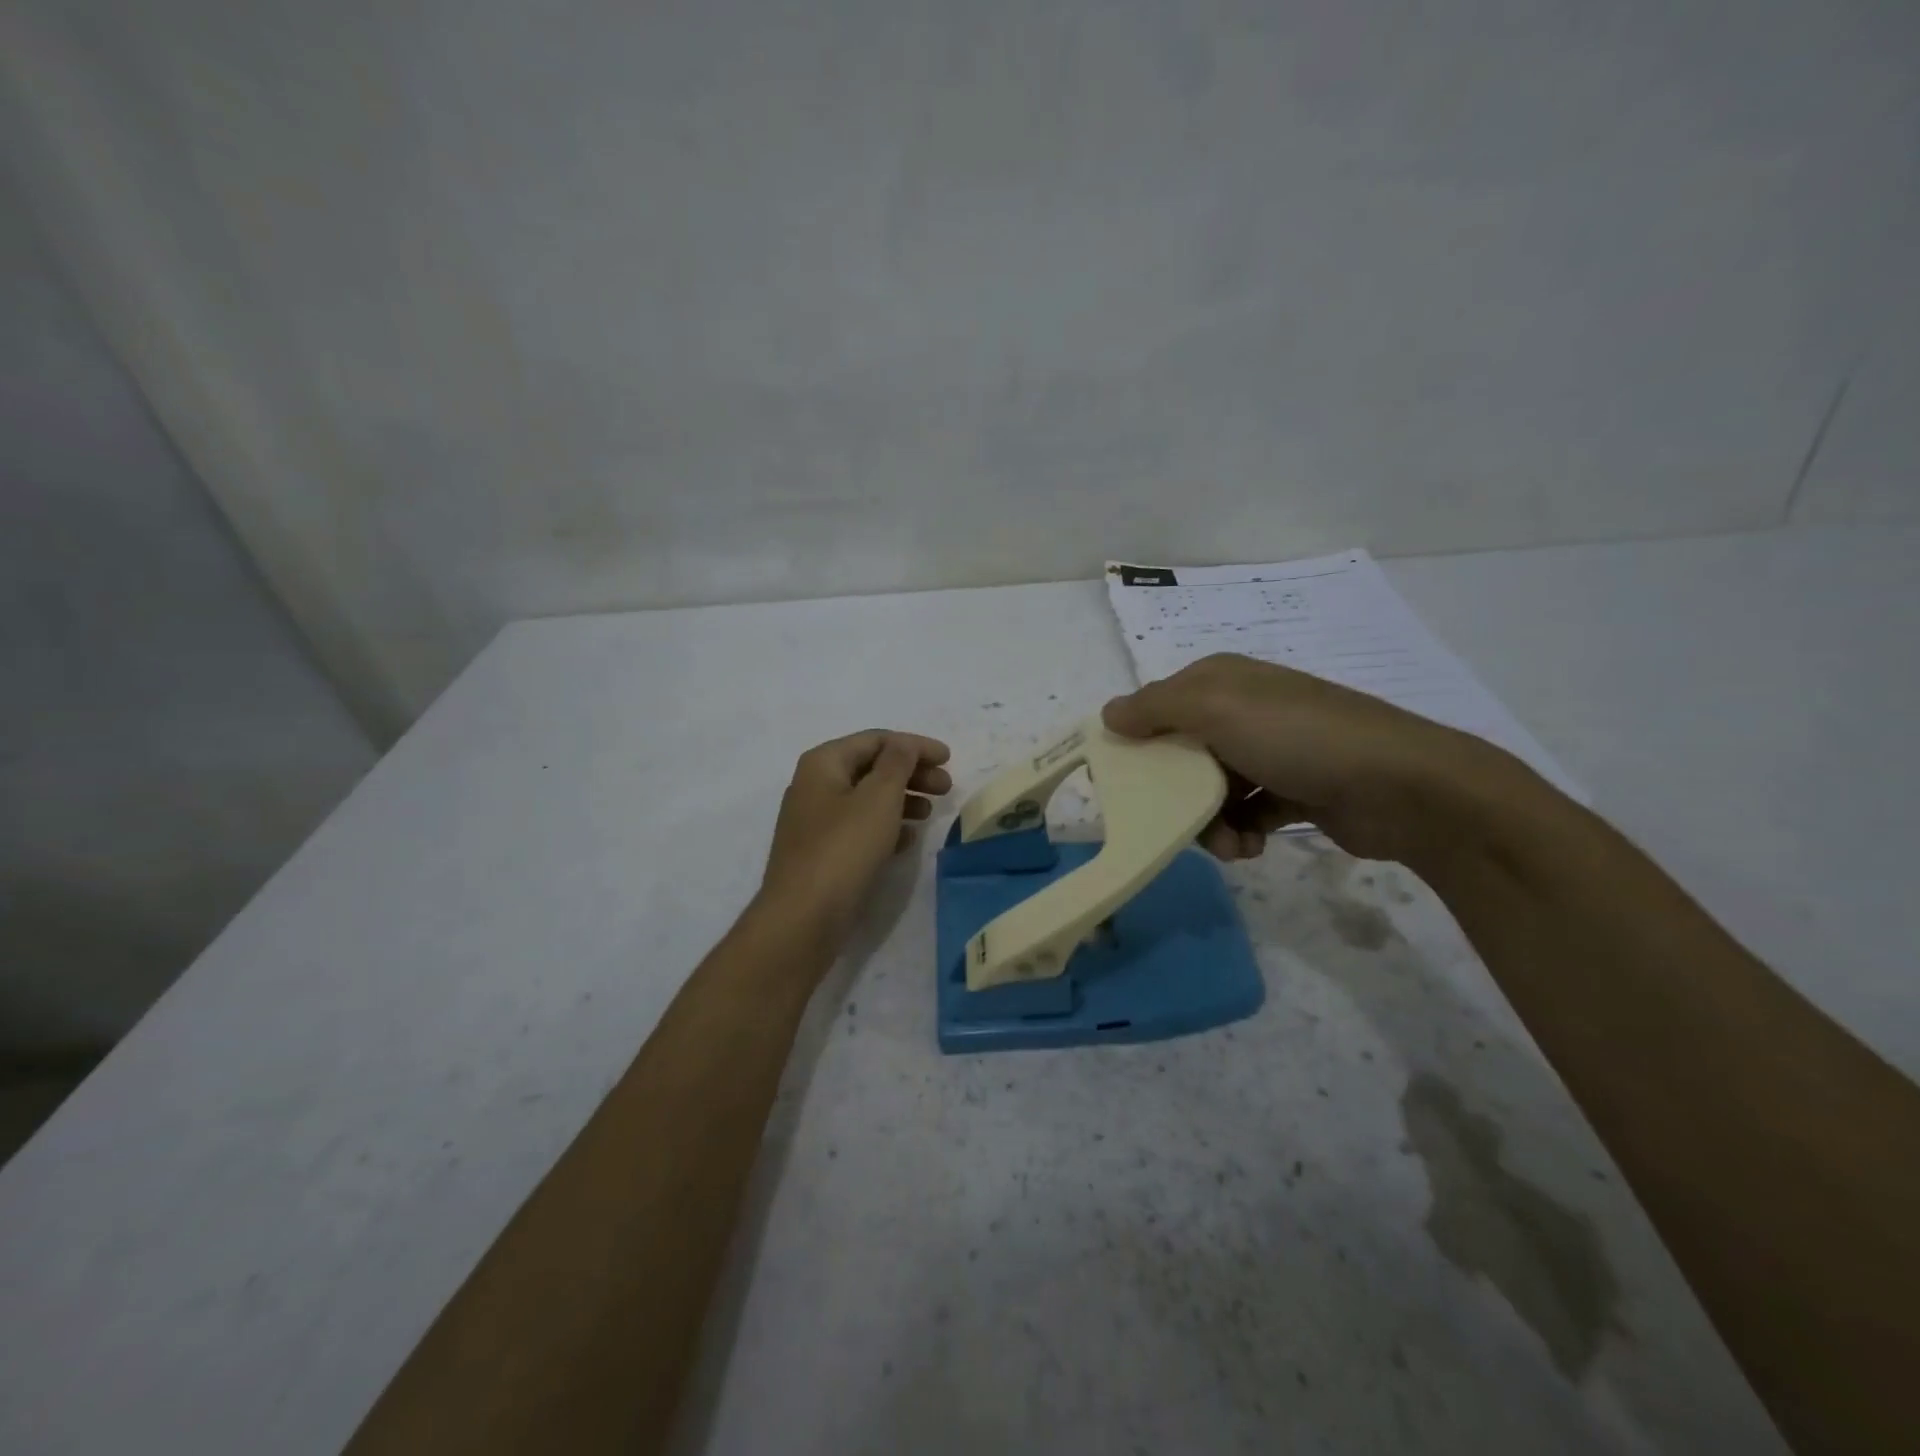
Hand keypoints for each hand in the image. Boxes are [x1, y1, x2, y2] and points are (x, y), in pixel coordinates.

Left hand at [757, 730, 952, 945]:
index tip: (949, 759)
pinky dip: (887, 826)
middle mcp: (815, 785)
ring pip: (868, 799)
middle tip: (947, 787)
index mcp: (823, 763)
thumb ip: (897, 763)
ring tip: (931, 812)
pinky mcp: (823, 853)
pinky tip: (909, 840)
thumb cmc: (843, 848)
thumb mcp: (878, 798)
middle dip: (912, 772)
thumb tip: (904, 744)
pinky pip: (860, 828)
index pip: (876, 740)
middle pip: (872, 768)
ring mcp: (816, 822)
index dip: (915, 745)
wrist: (803, 917)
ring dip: (902, 799)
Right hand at [1102, 653, 1499, 863]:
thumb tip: (1108, 714)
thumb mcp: (1215, 709)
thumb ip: (1155, 708)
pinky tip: (1251, 848)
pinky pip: (1247, 812)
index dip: (1137, 741)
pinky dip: (1242, 832)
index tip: (1122, 783)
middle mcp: (1244, 710)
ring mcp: (1273, 750)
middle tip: (1177, 821)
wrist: (1402, 787)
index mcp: (1221, 680)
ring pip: (1212, 789)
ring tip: (1228, 844)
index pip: (1158, 706)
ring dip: (1210, 822)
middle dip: (1175, 793)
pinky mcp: (1295, 790)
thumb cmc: (1297, 738)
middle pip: (1182, 753)